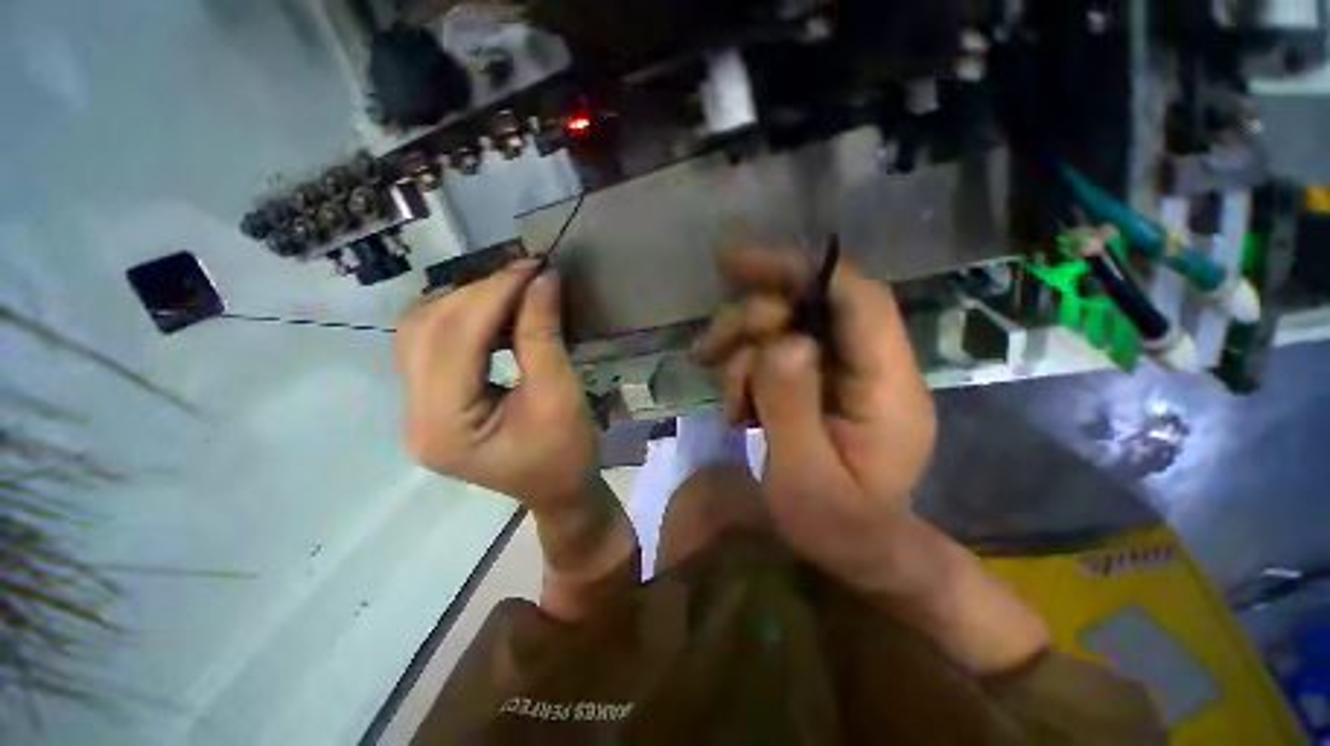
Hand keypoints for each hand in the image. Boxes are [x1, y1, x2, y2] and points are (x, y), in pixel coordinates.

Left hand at [396, 260, 594, 507]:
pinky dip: (463, 320)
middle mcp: (415, 415)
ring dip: (466, 302)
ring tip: (511, 291)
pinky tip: (496, 313)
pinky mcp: (431, 402)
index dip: (493, 294)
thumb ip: (543, 335)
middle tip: (525, 275)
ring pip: (421, 331)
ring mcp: (417, 409)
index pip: (454, 339)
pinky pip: (433, 345)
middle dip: (478, 293)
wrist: (560, 490)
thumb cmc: (567, 453)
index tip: (532, 266)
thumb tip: (542, 279)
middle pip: (426, 330)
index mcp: (444, 426)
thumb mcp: (560, 394)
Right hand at [691, 247, 937, 590]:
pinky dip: (745, 372)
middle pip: (808, 307)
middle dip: (750, 322)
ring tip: (728, 404)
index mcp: (888, 387)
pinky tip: (735, 407)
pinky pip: (775, 355)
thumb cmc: (842, 530)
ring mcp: (844, 374)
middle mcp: (871, 368)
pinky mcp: (820, 384)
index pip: (855, 299)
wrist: (862, 555)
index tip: (737, 262)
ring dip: (741, 354)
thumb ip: (793, 408)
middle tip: (708, 353)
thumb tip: (781, 342)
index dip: (799, 270)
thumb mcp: (806, 480)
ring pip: (783, 330)